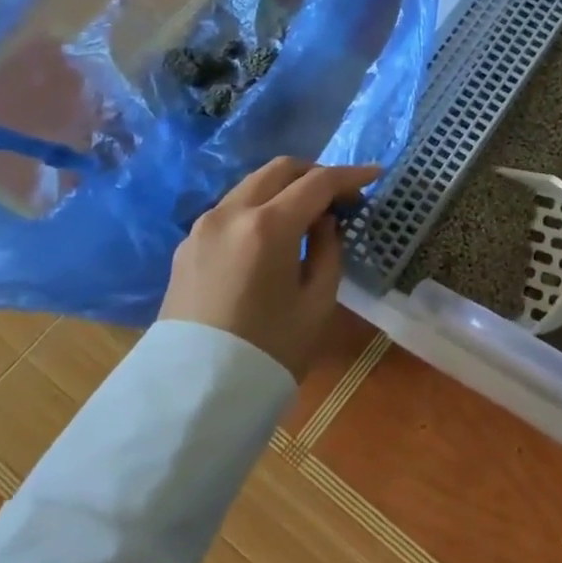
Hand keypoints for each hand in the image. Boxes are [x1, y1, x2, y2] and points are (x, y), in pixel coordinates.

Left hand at [159, 158, 380, 375]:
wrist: (196, 393)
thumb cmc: (270, 349)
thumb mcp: (318, 300)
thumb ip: (327, 248)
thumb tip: (323, 221)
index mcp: (268, 226)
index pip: (318, 183)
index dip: (351, 176)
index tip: (375, 174)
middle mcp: (231, 214)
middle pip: (279, 169)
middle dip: (315, 173)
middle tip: (341, 194)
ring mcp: (203, 227)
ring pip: (252, 185)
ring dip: (285, 188)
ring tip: (310, 212)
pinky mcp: (187, 246)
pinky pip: (231, 209)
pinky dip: (260, 206)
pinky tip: (274, 232)